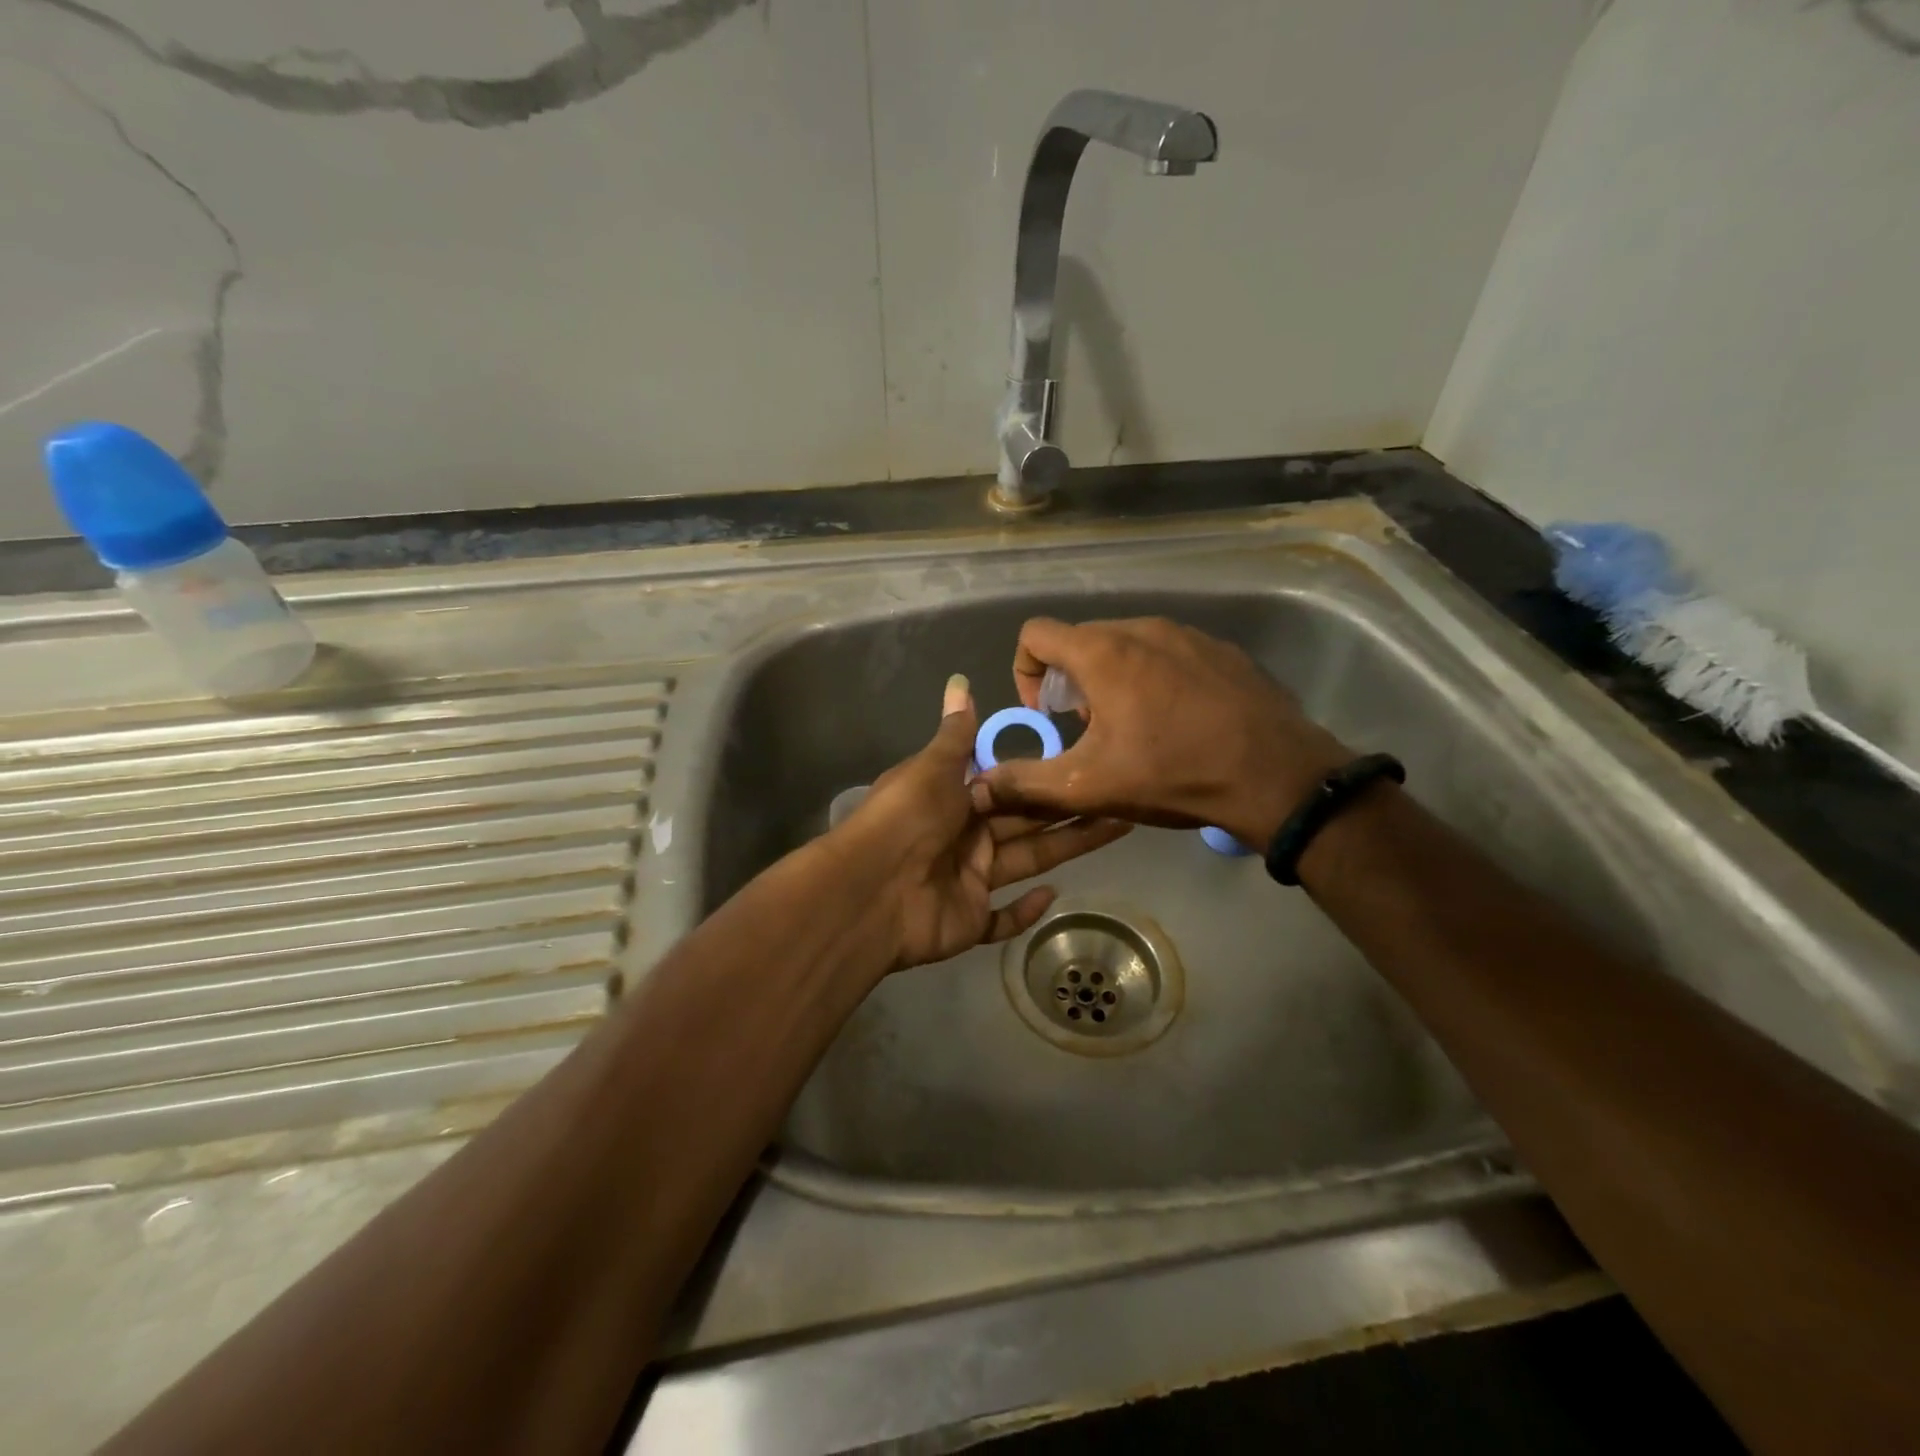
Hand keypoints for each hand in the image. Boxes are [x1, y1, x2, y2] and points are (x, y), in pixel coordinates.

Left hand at [831, 674, 1130, 970]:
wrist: (870, 889)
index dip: (1044, 772)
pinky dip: (1025, 912)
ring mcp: (969, 879)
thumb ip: (956, 732)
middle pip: (1027, 820)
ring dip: (1067, 847)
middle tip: (1118, 793)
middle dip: (1069, 807)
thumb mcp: (933, 767)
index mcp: (956, 797)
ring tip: (1118, 826)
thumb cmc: (907, 817)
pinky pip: (1002, 918)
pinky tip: (1054, 895)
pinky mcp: (970, 921)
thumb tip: (960, 681)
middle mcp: (966, 836)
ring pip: (1028, 860)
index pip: (1009, 782)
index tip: (1084, 756)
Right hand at [968, 617, 1352, 847]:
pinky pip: (1169, 654)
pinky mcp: (1221, 650)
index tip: (1045, 714)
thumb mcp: (1088, 785)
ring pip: (1127, 646)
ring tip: (1134, 730)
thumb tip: (977, 784)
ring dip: (1113, 682)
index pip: (1035, 634)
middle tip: (1089, 732)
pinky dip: (1155, 680)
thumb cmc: (1172, 774)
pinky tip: (1178, 723)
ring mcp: (1188, 634)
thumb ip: (1024, 781)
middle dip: (1071, 684)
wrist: (1277, 777)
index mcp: (1103, 651)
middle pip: (1082, 641)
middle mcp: (1142, 628)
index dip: (1025, 672)